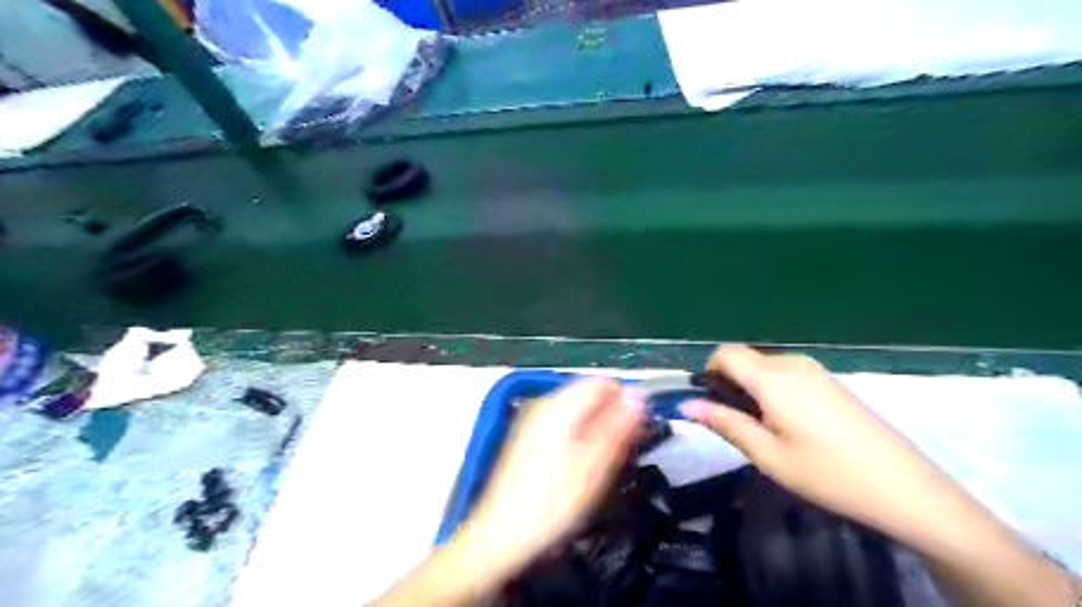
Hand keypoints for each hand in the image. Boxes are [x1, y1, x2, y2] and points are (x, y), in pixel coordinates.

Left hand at [462, 380, 640, 578]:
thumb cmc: (553, 501)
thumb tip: (639, 394)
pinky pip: (563, 426)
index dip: (626, 400)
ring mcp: (532, 421)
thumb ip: (618, 425)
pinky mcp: (527, 439)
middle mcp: (544, 404)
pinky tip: (581, 468)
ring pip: (577, 411)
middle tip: (623, 452)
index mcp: (560, 405)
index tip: (639, 429)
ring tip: (604, 464)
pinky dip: (579, 438)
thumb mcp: (594, 464)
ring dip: (597, 429)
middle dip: (611, 416)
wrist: (500, 535)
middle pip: (588, 395)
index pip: (602, 382)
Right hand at [678, 343, 958, 533]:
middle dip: (731, 383)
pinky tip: (793, 426)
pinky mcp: (831, 382)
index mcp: (772, 378)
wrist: (903, 487)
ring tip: (767, 430)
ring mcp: (816, 370)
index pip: (725, 354)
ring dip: (753, 388)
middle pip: (745, 359)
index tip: (710, 403)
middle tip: (739, 425)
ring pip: (766, 367)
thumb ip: (724, 423)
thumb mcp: (767, 454)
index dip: (709, 372)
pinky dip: (775, 390)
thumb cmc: (826, 473)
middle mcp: (792, 364)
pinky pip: (787, 374)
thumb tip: (686, 405)